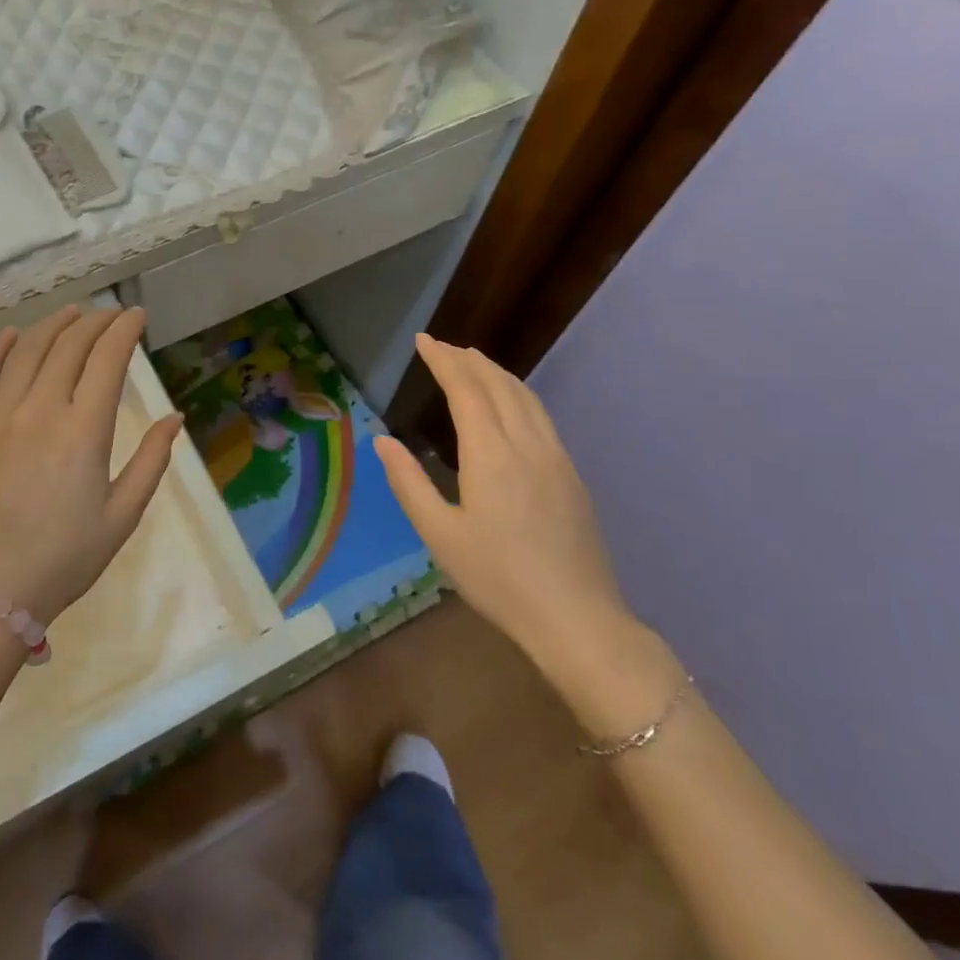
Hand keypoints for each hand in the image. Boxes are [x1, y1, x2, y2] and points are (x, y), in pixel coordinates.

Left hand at [0, 306, 181, 625]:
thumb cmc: (63, 560)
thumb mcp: (121, 517)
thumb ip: (150, 461)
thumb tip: (174, 418)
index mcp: (83, 432)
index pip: (107, 360)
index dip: (124, 331)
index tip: (136, 316)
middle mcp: (40, 411)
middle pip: (69, 346)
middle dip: (94, 322)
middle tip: (110, 315)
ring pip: (27, 351)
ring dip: (53, 325)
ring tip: (71, 313)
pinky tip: (13, 334)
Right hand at [374, 335, 636, 682]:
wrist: (577, 618)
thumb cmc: (498, 578)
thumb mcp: (440, 534)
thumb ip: (408, 482)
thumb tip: (383, 441)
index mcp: (491, 454)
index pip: (466, 389)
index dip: (443, 361)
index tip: (423, 341)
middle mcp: (526, 444)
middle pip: (498, 384)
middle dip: (467, 359)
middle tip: (441, 346)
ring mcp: (555, 457)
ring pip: (525, 396)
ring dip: (495, 372)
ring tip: (472, 361)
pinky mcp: (571, 474)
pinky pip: (540, 415)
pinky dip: (517, 393)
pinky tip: (509, 402)